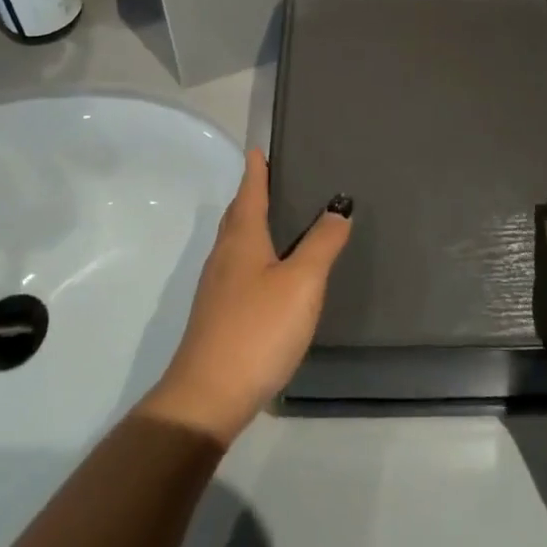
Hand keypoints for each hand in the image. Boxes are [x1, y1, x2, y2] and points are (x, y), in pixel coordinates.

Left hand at [140, 149, 352, 446]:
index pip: (249, 190)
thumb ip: (322, 243)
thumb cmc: (257, 329)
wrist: (207, 398)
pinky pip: (238, 268)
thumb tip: (338, 207)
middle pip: (238, 213)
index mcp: (242, 238)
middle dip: (254, 193)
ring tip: (280, 219)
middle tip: (277, 178)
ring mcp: (217, 287)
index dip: (256, 169)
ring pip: (236, 241)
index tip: (259, 148)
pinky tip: (270, 273)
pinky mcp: (218, 315)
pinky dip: (254, 254)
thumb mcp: (301, 283)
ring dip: (253, 223)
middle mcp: (224, 255)